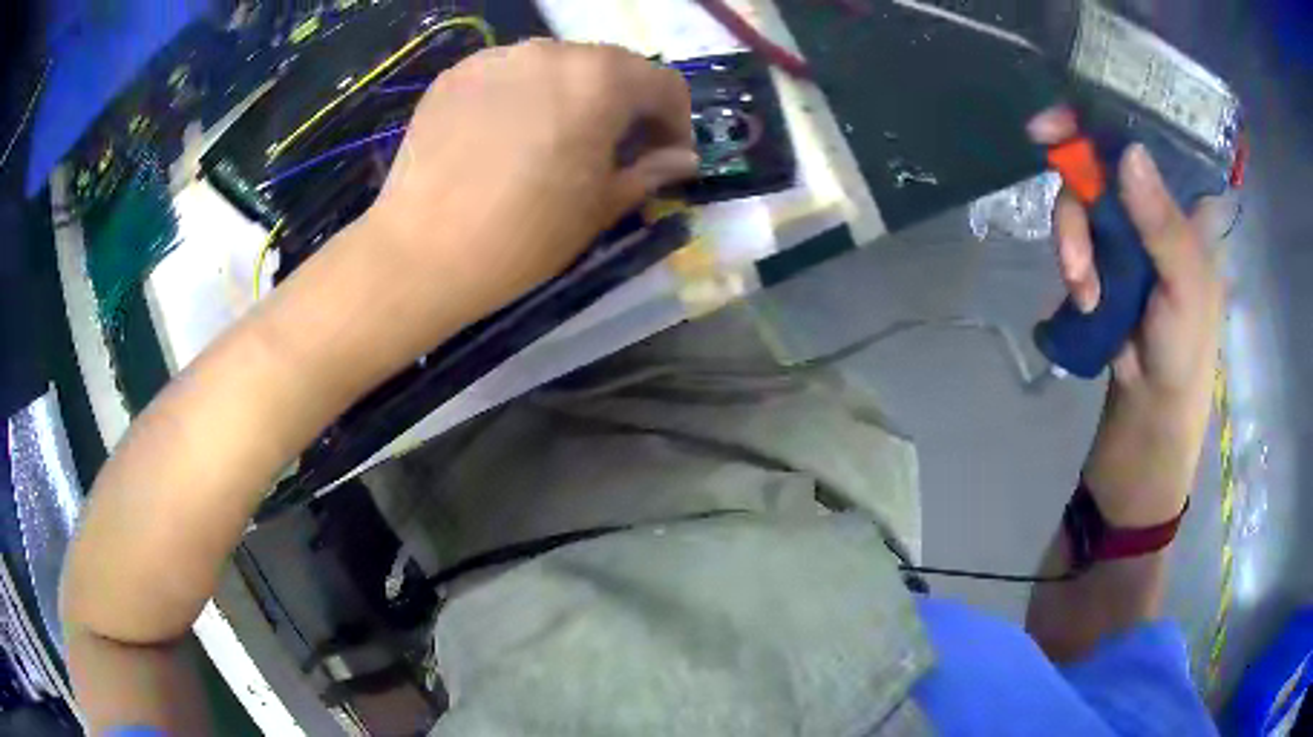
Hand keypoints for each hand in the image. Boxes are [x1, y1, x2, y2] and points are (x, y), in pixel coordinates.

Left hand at [365, 40, 697, 318]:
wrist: (422, 252)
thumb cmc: (525, 234)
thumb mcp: (601, 207)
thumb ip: (650, 171)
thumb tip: (682, 159)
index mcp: (602, 78)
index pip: (664, 84)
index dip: (676, 122)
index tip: (666, 157)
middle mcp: (553, 51)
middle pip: (610, 67)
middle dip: (624, 105)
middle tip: (613, 149)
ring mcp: (498, 57)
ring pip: (557, 66)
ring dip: (572, 95)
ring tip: (555, 140)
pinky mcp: (456, 74)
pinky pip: (508, 74)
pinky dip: (523, 96)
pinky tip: (506, 136)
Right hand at [1029, 109, 1224, 525]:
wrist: (1149, 413)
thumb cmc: (1184, 353)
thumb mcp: (1186, 290)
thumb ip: (1164, 227)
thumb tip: (1129, 154)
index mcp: (1186, 206)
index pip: (1152, 135)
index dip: (1114, 111)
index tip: (1074, 104)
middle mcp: (1154, 206)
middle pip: (1105, 156)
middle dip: (1078, 169)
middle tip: (1044, 150)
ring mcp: (1126, 231)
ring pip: (1083, 194)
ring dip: (1072, 233)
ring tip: (1082, 285)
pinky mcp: (1101, 257)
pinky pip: (1074, 233)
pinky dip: (1071, 259)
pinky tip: (1082, 296)